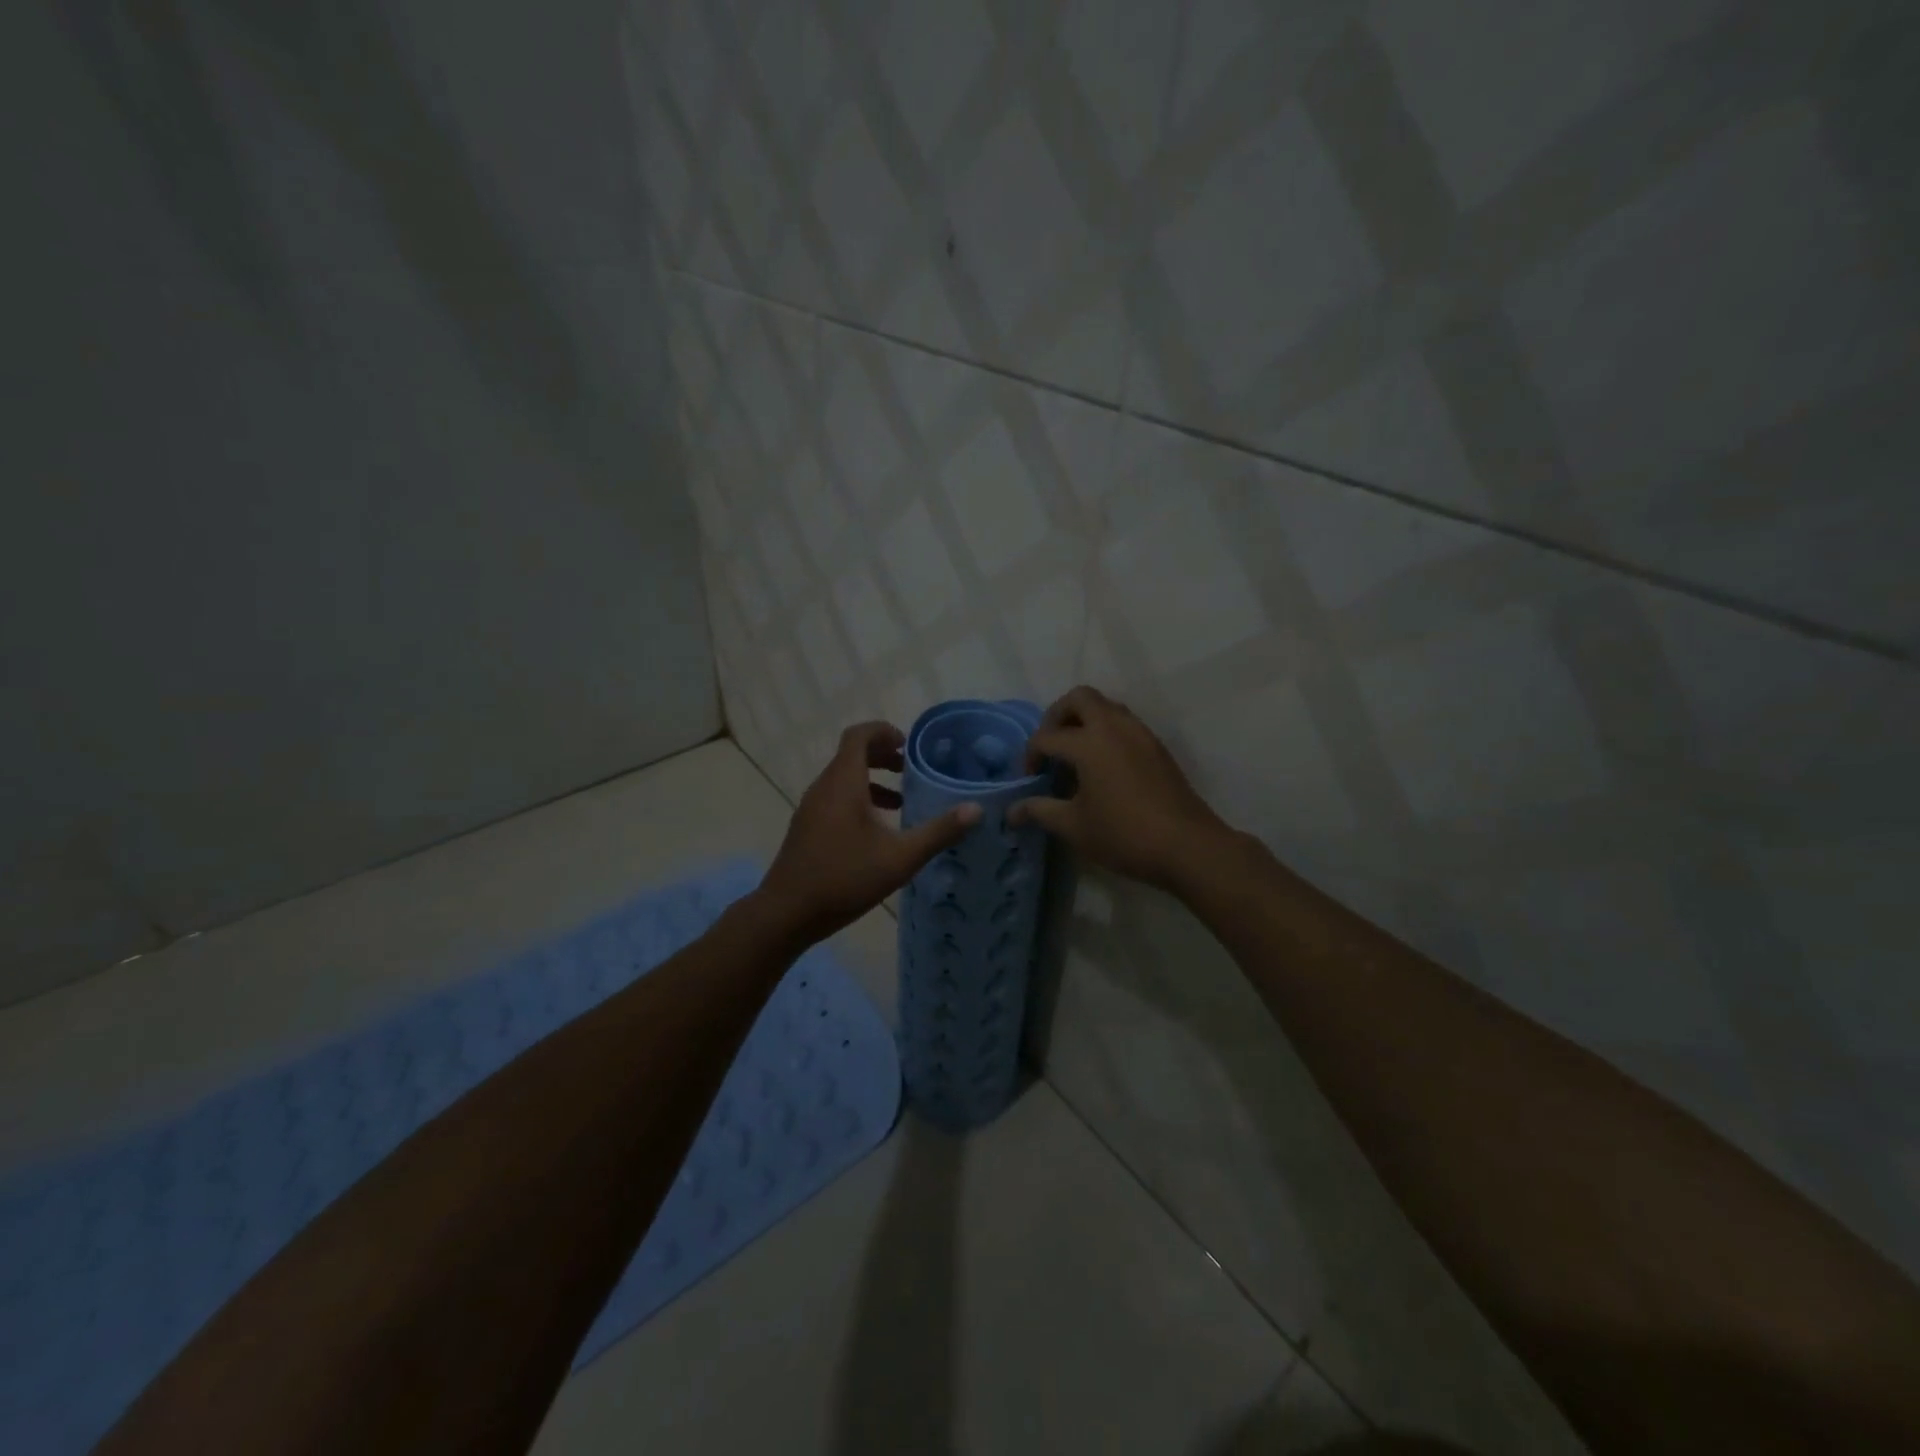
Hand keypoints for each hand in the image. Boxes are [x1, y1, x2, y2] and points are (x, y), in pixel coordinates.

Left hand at [755, 721, 981, 944]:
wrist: (787, 913)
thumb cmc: (844, 878)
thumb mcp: (899, 857)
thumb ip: (938, 832)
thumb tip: (975, 810)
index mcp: (843, 783)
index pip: (859, 736)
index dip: (884, 731)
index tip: (908, 744)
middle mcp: (824, 787)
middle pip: (851, 755)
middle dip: (883, 756)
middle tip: (911, 770)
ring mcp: (811, 808)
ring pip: (843, 779)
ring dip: (872, 781)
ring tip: (902, 801)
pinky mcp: (807, 828)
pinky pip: (835, 799)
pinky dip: (858, 799)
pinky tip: (877, 831)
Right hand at [1008, 686, 1230, 891]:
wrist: (1187, 846)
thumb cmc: (1124, 835)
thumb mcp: (1074, 826)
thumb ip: (1040, 811)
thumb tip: (1012, 811)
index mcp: (1089, 742)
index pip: (1046, 737)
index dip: (1030, 756)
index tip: (1029, 781)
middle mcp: (1114, 726)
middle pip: (1079, 698)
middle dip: (1057, 716)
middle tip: (1051, 747)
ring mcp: (1140, 733)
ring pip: (1106, 706)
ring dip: (1084, 720)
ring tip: (1075, 755)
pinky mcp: (1157, 746)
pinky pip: (1124, 723)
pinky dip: (1106, 732)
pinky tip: (1103, 766)